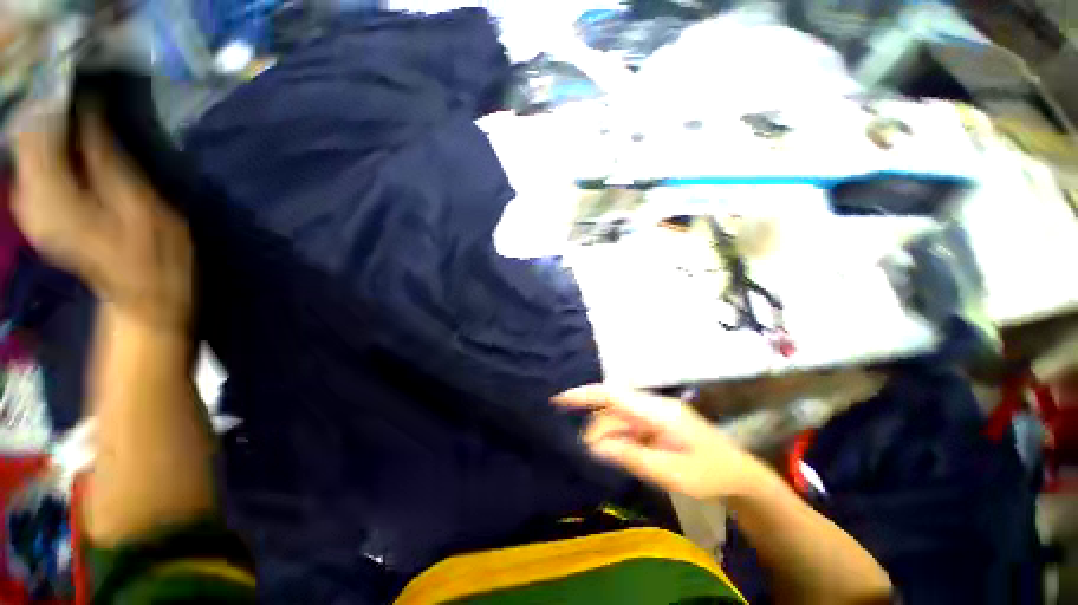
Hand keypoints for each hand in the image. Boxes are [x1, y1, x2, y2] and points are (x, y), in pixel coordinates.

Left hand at [11, 107, 192, 328]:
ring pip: (26, 149)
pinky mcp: (36, 211)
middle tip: (77, 94)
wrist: (144, 296)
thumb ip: (106, 158)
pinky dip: (46, 148)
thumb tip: (86, 110)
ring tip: (74, 113)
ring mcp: (29, 208)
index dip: (54, 101)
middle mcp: (29, 199)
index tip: (77, 80)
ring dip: (47, 127)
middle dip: (48, 111)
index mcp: (53, 197)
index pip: (37, 131)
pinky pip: (31, 167)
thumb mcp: (140, 204)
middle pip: (26, 137)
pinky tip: (66, 142)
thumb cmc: (154, 255)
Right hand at [554, 385, 771, 499]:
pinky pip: (628, 425)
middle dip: (598, 431)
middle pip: (612, 410)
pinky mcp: (656, 422)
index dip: (583, 395)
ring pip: (618, 418)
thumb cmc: (709, 474)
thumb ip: (631, 456)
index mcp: (657, 411)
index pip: (613, 395)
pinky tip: (621, 454)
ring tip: (610, 460)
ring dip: (609, 437)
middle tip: (593, 458)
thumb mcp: (671, 472)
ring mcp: (655, 413)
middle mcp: (652, 405)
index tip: (558, 400)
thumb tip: (594, 447)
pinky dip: (619, 439)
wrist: (740, 474)